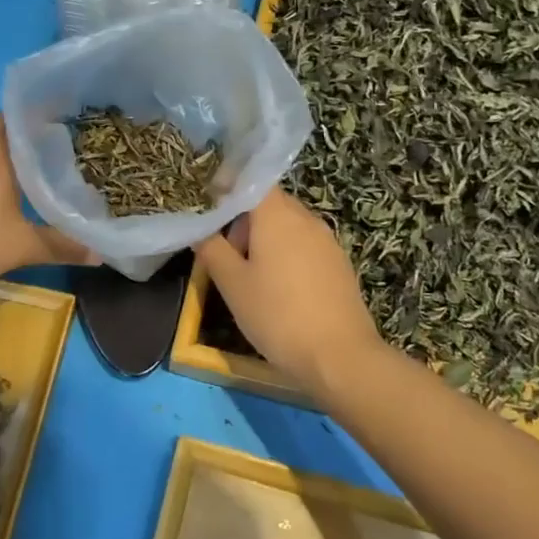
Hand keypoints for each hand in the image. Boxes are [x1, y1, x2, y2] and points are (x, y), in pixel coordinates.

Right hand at [196, 190, 382, 391]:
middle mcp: (306, 218)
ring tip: (251, 277)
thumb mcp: (233, 285)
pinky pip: (306, 246)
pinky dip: (288, 255)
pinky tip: (281, 290)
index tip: (210, 208)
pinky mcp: (339, 264)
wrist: (339, 356)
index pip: (253, 182)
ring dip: (266, 240)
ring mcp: (327, 241)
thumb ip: (212, 250)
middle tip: (227, 254)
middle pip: (270, 204)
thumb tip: (199, 229)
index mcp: (278, 215)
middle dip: (245, 221)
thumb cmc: (277, 315)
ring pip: (289, 226)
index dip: (230, 188)